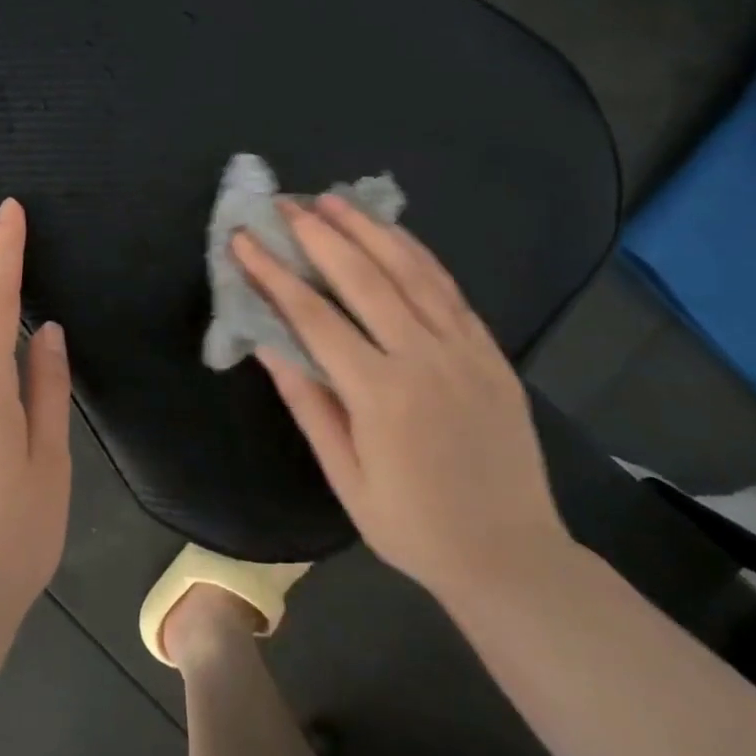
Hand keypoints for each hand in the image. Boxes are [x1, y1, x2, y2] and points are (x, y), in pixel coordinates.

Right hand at [232, 196, 571, 606]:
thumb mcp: (346, 476)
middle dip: (316, 234)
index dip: (272, 272)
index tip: (243, 239)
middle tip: (284, 203)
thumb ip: (307, 402)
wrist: (512, 556)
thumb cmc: (413, 525)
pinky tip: (390, 231)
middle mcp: (423, 358)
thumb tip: (266, 342)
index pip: (312, 315)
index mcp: (380, 394)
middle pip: (362, 277)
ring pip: (409, 270)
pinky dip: (415, 252)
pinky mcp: (489, 350)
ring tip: (331, 198)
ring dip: (366, 228)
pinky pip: (448, 287)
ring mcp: (463, 349)